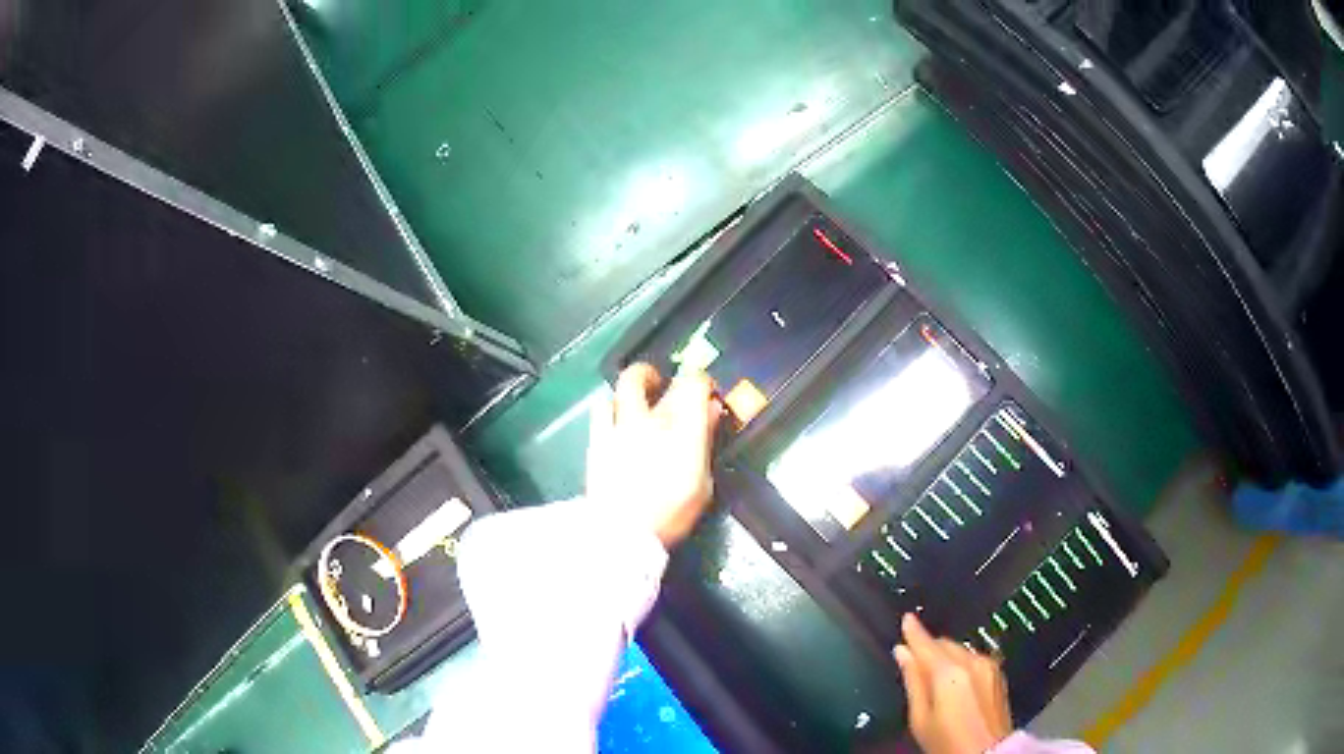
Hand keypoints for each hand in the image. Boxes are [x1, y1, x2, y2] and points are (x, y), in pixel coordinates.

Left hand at [588, 363, 722, 548]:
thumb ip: (705, 442)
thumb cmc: (670, 514)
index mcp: (680, 428)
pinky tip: (617, 420)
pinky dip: (612, 406)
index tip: (704, 391)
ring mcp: (618, 427)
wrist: (622, 534)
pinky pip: (601, 408)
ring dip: (632, 388)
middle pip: (647, 375)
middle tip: (663, 385)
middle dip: (656, 374)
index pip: (692, 382)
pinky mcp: (596, 440)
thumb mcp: (702, 484)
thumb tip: (710, 412)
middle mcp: (646, 419)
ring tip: (637, 401)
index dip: (700, 380)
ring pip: (620, 387)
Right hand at [895, 613, 1012, 753]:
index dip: (913, 631)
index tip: (906, 619)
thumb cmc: (948, 741)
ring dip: (945, 655)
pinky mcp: (998, 673)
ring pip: (960, 650)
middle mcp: (972, 661)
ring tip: (933, 674)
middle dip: (929, 648)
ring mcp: (989, 665)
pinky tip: (955, 679)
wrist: (988, 753)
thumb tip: (902, 653)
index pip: (927, 643)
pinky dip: (961, 662)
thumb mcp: (920, 717)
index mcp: (949, 672)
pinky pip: (974, 658)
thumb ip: (912, 681)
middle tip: (913, 658)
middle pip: (944, 644)